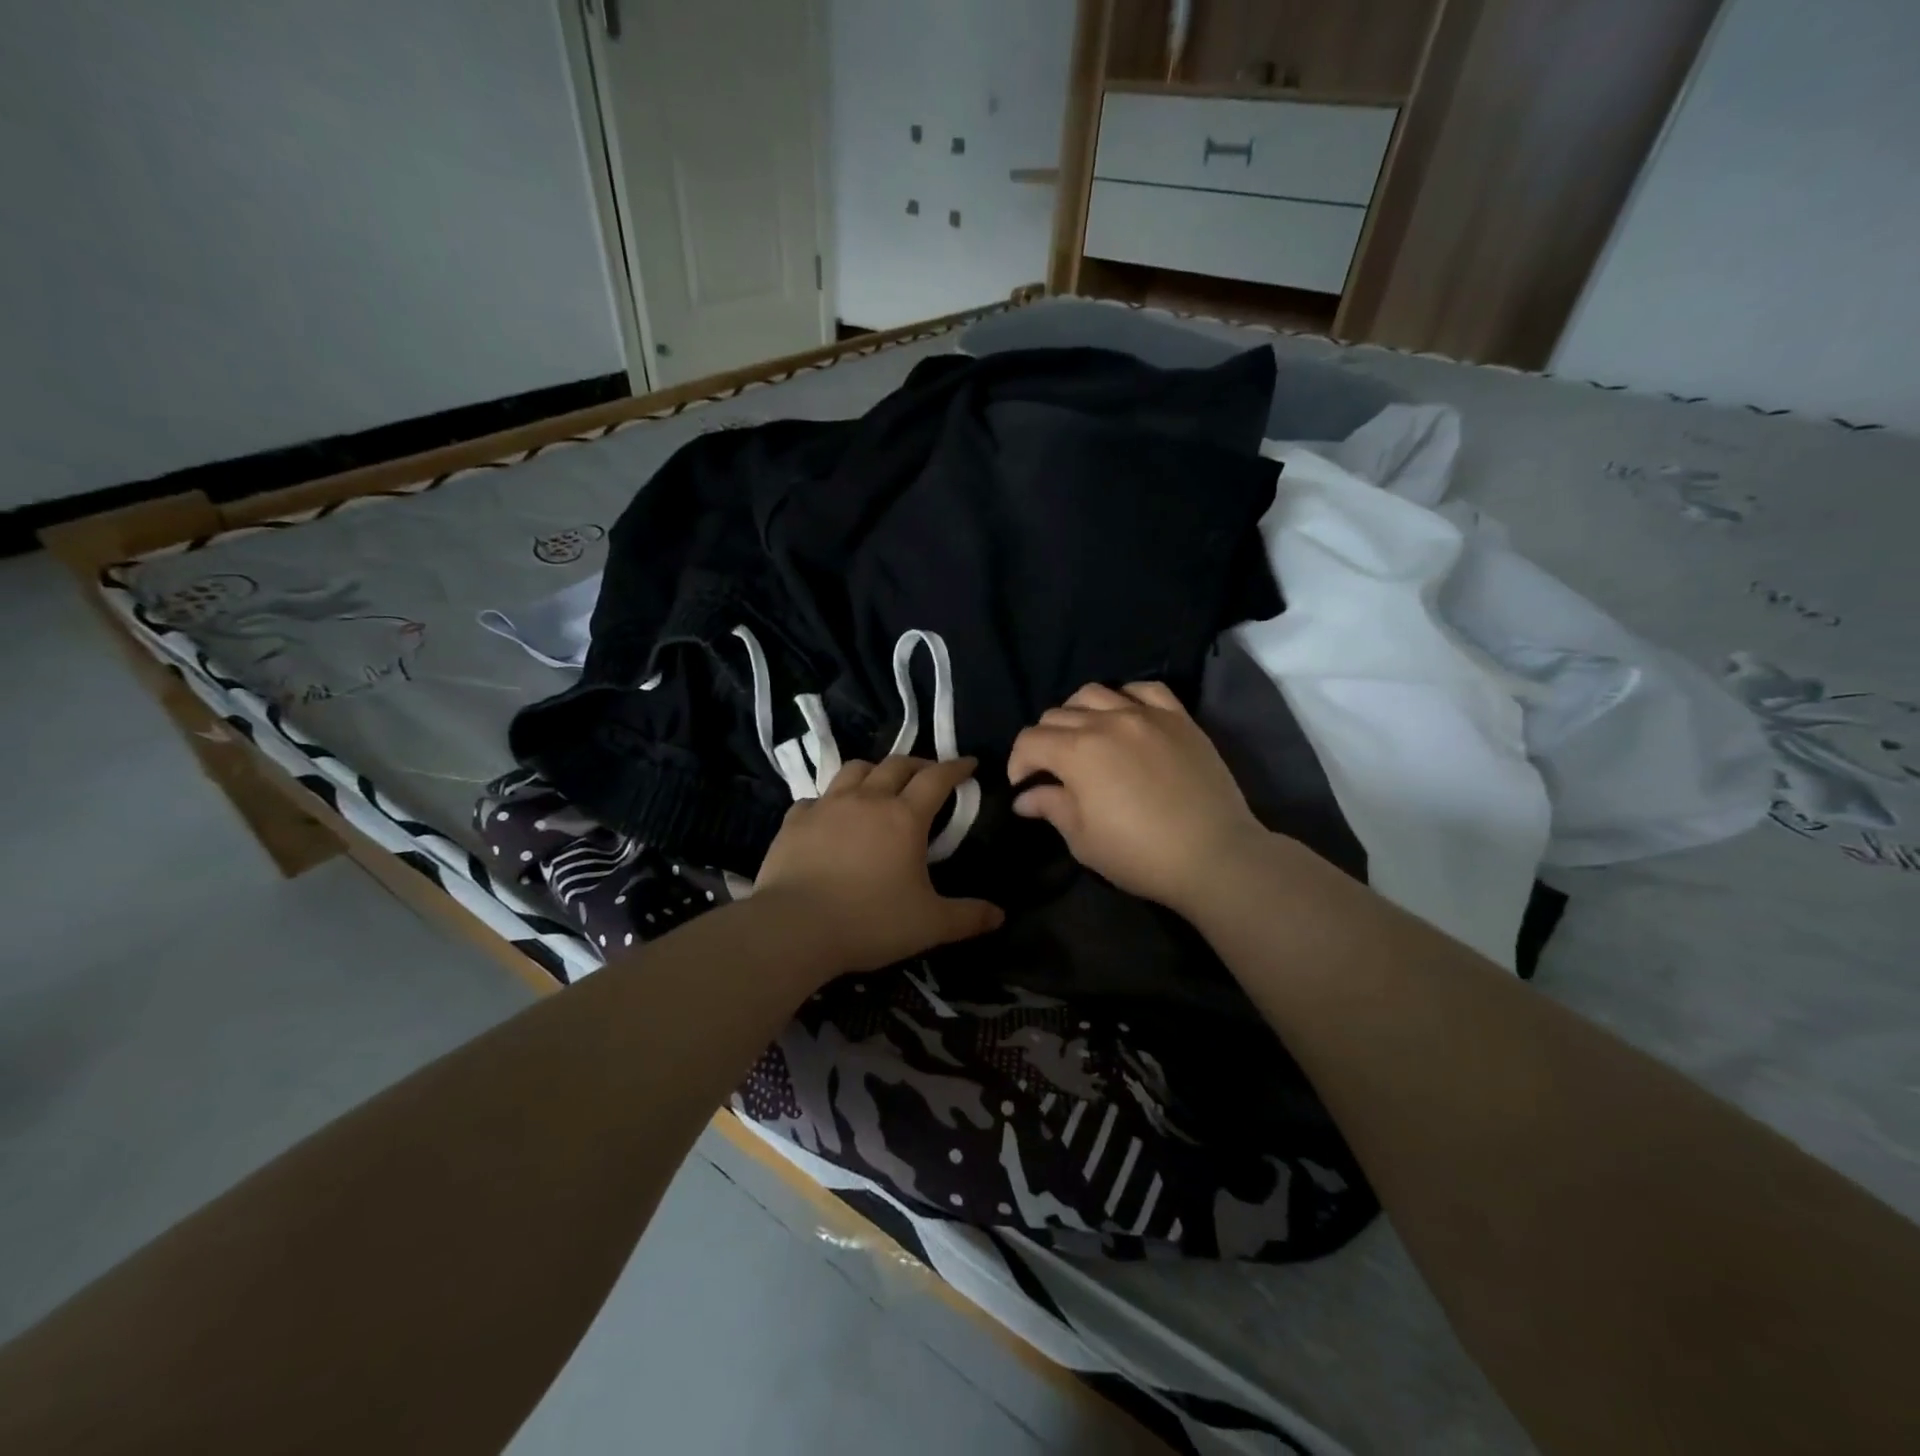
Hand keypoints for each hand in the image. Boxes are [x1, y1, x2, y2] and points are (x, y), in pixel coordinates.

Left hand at [752, 756, 1003, 977]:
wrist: (794, 928)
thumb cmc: (869, 922)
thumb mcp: (929, 925)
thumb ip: (967, 917)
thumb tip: (999, 916)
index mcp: (904, 817)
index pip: (937, 778)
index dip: (956, 767)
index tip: (969, 763)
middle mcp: (867, 800)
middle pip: (896, 765)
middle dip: (918, 764)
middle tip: (928, 774)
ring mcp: (827, 806)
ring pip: (854, 770)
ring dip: (874, 771)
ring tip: (880, 784)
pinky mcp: (795, 821)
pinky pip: (816, 798)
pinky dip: (830, 800)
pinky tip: (831, 815)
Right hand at [1007, 682, 1268, 917]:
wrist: (1214, 855)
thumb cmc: (1140, 854)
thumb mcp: (1083, 840)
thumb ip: (1051, 808)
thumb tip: (1024, 797)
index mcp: (1077, 752)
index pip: (1030, 740)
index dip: (1018, 763)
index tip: (1025, 786)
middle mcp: (1107, 721)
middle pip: (1057, 714)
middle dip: (1045, 741)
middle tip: (1053, 770)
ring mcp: (1146, 715)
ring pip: (1094, 693)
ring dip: (1078, 713)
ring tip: (1085, 737)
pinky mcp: (1178, 718)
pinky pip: (1145, 689)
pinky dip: (1126, 697)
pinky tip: (1125, 716)